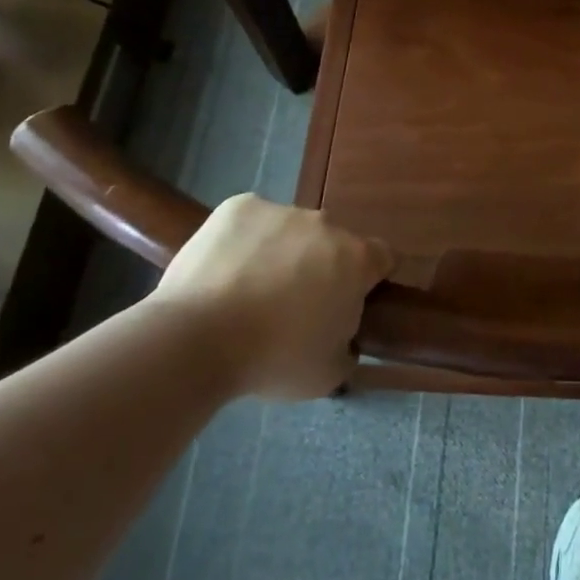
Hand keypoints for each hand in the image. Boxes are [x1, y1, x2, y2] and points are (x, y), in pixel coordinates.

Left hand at [154, 194, 394, 398]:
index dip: (369, 280)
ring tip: (247, 293)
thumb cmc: (273, 359)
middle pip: (332, 243)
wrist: (197, 339)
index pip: (382, 258)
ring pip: (290, 231)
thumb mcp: (328, 373)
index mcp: (356, 259)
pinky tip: (223, 272)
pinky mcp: (239, 206)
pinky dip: (244, 241)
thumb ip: (347, 347)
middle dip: (320, 267)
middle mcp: (326, 224)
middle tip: (292, 307)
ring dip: (281, 253)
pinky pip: (251, 222)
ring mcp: (281, 210)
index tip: (348, 303)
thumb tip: (342, 338)